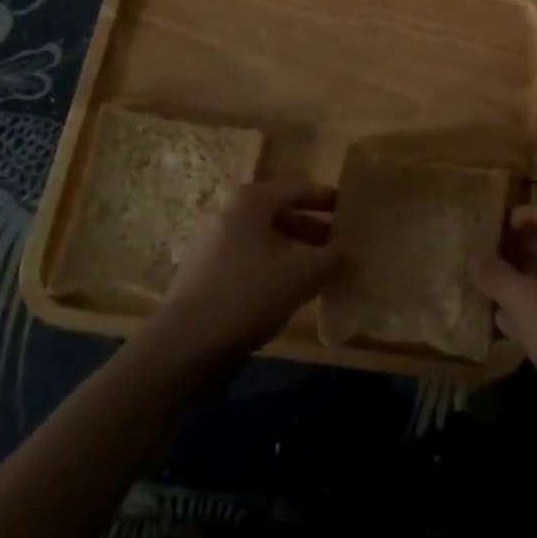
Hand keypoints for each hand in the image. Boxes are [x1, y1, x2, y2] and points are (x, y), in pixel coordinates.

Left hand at [147, 179, 341, 360]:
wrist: (181, 347)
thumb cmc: (246, 296)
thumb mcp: (300, 276)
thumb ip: (332, 259)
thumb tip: (355, 252)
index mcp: (250, 200)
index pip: (298, 190)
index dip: (327, 199)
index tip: (351, 208)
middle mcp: (228, 212)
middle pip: (280, 213)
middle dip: (312, 229)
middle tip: (341, 244)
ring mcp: (211, 242)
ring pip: (264, 239)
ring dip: (294, 251)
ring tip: (320, 270)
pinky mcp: (203, 272)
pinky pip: (248, 259)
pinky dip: (272, 267)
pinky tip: (288, 290)